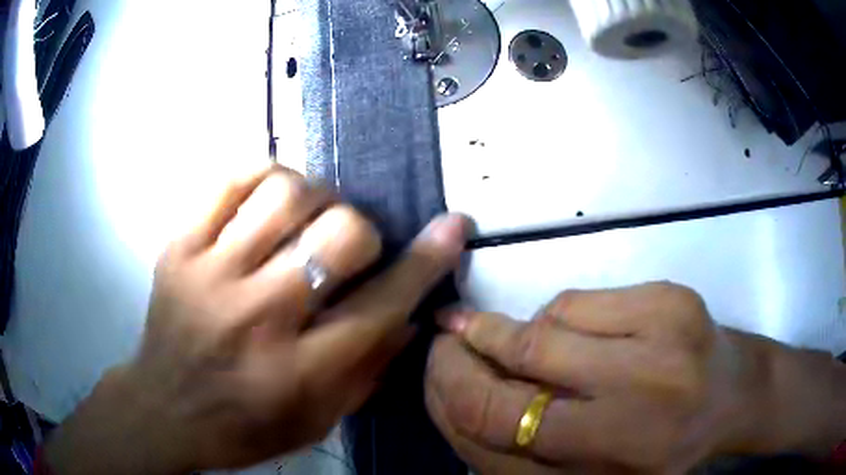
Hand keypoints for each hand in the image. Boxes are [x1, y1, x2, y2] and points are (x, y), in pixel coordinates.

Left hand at [45, 164, 468, 473]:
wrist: (162, 409)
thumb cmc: (241, 427)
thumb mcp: (314, 422)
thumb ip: (367, 373)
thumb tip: (410, 318)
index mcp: (295, 372)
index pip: (380, 306)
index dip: (426, 261)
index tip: (452, 226)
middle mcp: (255, 317)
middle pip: (338, 236)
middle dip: (363, 232)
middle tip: (349, 246)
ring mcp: (209, 273)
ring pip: (286, 194)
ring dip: (316, 198)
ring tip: (307, 217)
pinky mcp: (179, 246)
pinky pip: (231, 180)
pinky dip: (265, 175)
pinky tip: (270, 197)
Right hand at [426, 283, 845, 473]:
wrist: (736, 394)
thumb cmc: (665, 448)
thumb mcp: (594, 474)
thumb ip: (530, 454)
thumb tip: (464, 401)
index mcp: (608, 466)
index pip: (497, 429)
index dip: (451, 395)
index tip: (434, 373)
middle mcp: (632, 414)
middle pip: (515, 373)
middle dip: (463, 354)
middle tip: (445, 339)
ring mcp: (657, 346)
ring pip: (542, 331)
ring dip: (510, 335)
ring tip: (502, 337)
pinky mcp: (668, 300)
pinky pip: (577, 302)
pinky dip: (554, 317)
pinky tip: (567, 331)